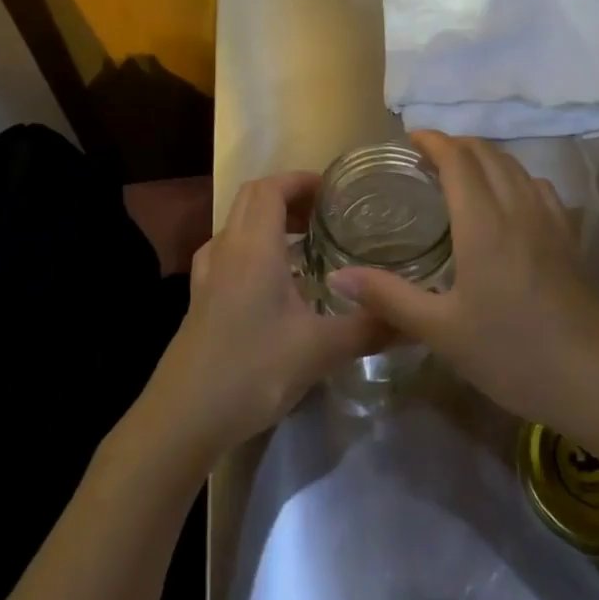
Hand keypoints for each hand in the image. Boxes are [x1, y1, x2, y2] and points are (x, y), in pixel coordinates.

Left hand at [143, 172, 388, 463]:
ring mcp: (208, 273)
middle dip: (289, 196)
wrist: (183, 418)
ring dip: (270, 221)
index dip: (301, 180)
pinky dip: (254, 248)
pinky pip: (229, 251)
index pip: (272, 188)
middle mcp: (227, 248)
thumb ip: (368, 329)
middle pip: (253, 198)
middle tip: (325, 215)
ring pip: (238, 224)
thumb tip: (415, 321)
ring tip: (307, 245)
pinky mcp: (200, 298)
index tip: (333, 191)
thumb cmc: (252, 369)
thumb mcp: (318, 350)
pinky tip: (274, 282)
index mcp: (254, 245)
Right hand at [328, 131, 598, 435]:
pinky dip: (516, 177)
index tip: (410, 138)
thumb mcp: (441, 331)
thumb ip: (389, 297)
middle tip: (428, 157)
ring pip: (516, 167)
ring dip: (486, 157)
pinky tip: (510, 200)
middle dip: (456, 145)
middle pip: (487, 154)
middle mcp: (517, 208)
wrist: (593, 381)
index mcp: (483, 223)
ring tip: (464, 172)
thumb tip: (338, 276)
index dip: (434, 140)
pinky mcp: (571, 237)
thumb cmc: (510, 354)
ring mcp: (550, 220)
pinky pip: (540, 187)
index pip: (458, 160)